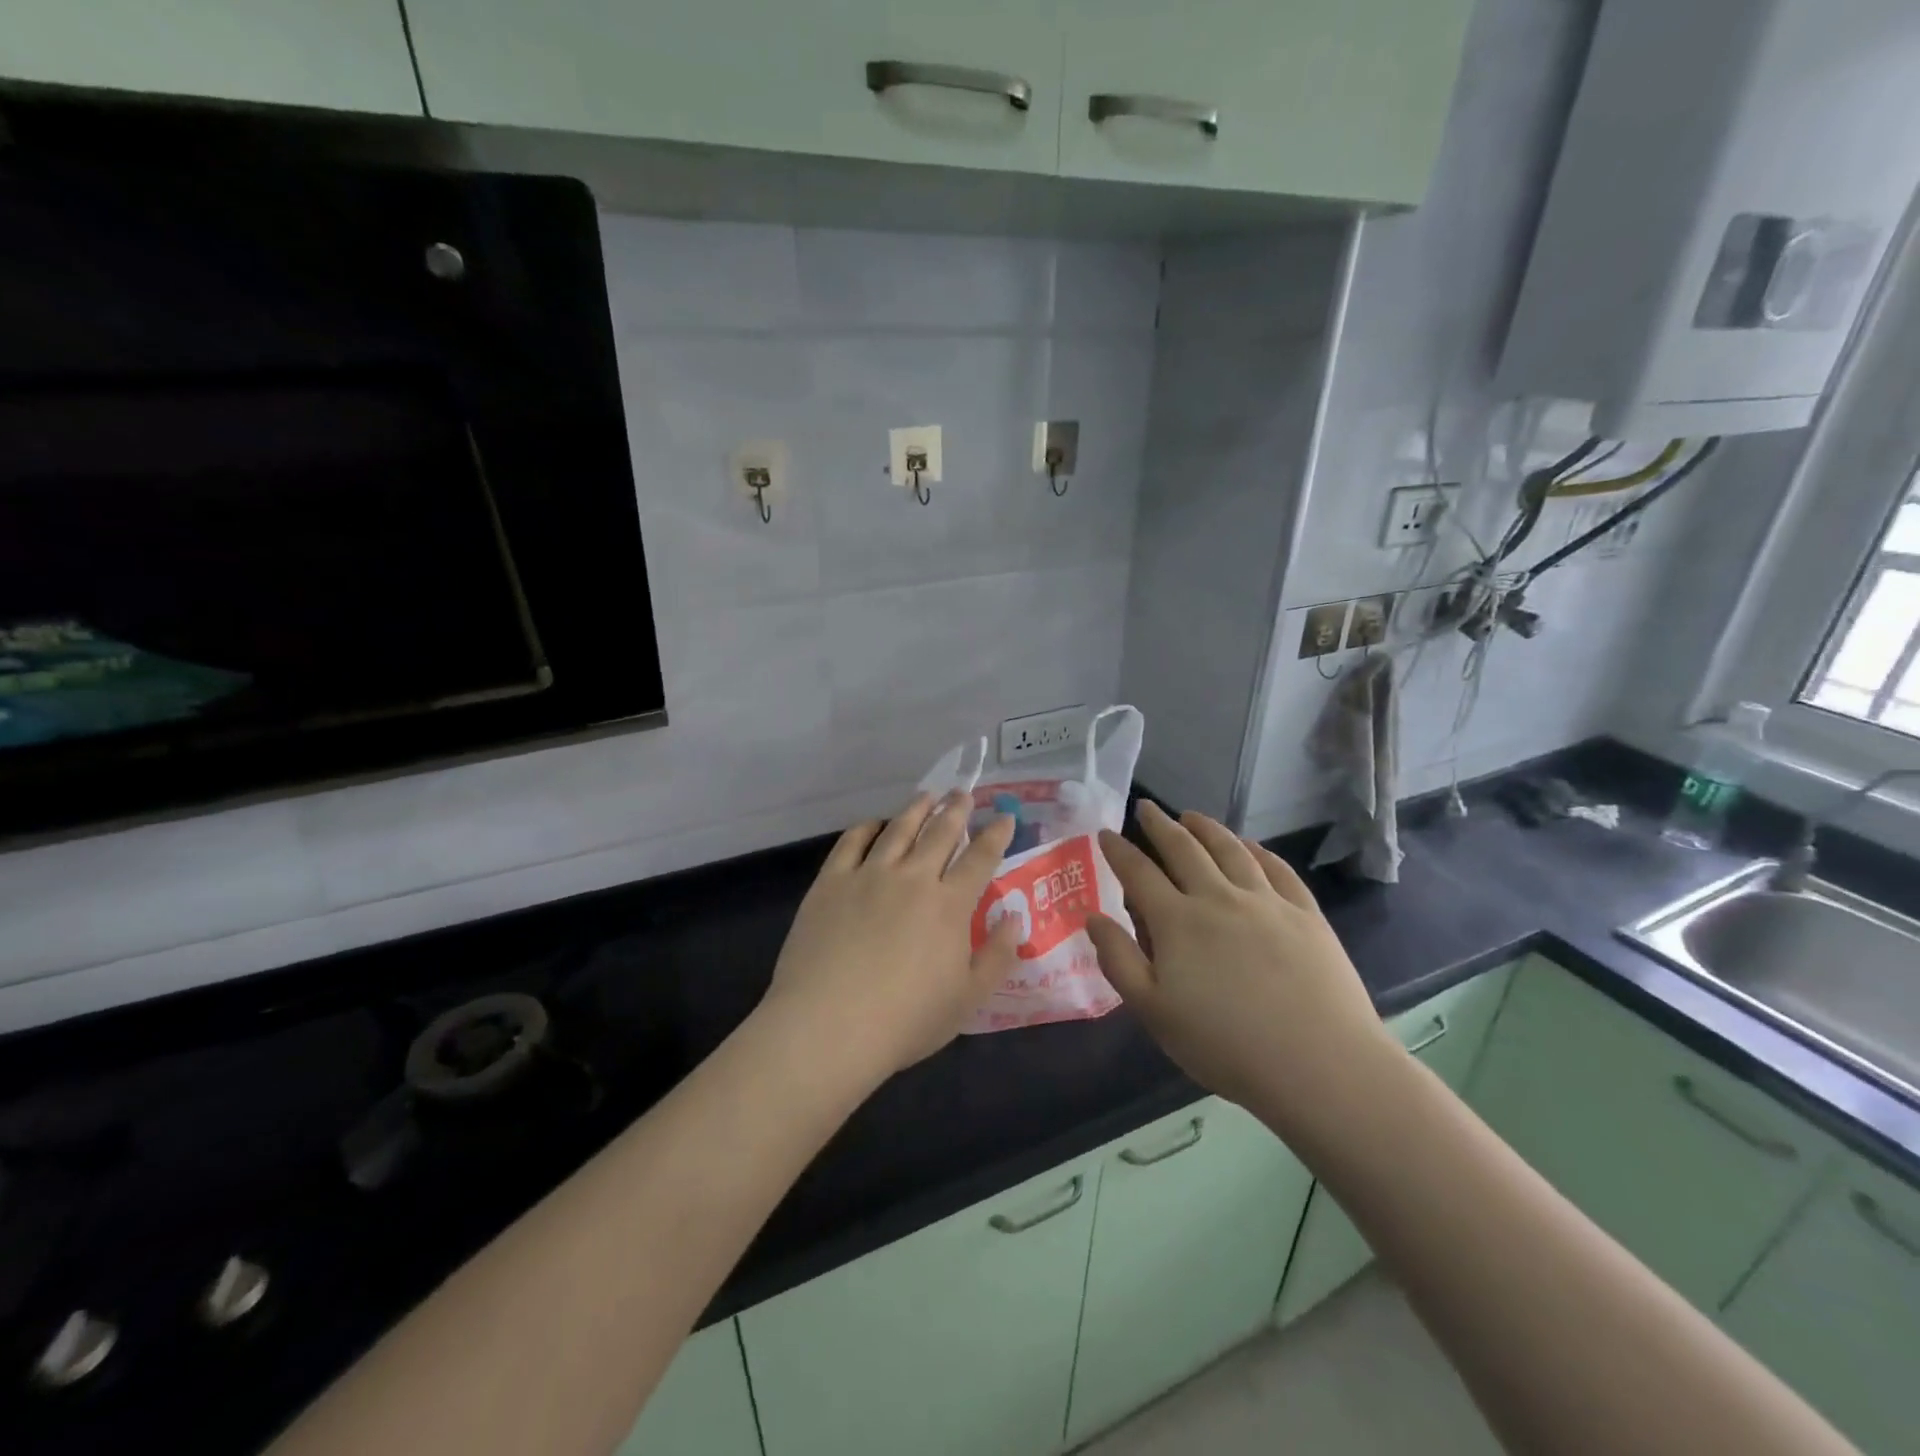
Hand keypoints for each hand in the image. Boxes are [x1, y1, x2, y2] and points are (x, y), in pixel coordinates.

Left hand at [758, 792, 1020, 1085]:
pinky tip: (874, 824)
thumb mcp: (968, 999)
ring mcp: (869, 875)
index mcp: (949, 905)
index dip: (995, 835)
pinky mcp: (831, 882)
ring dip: (916, 809)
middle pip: (939, 832)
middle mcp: (912, 878)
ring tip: (926, 796)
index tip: (1004, 818)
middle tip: (963, 793)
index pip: (980, 858)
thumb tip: (1015, 917)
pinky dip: (867, 827)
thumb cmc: (905, 1020)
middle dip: (956, 810)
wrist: (828, 1025)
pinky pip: (852, 842)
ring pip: (898, 829)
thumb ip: (997, 955)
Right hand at [1085, 801, 1396, 1141]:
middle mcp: (1218, 897)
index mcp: (1177, 921)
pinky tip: (1252, 846)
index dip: (1118, 850)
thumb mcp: (1153, 1012)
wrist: (1319, 1064)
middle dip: (1160, 825)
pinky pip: (1278, 869)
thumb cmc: (1225, 1045)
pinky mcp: (1305, 914)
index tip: (1106, 833)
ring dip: (1207, 828)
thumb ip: (1118, 960)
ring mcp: (1266, 901)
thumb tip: (1093, 917)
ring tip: (1192, 816)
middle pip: (1184, 849)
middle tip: (1147, 808)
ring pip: (1231, 850)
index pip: (1138, 873)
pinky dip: (1259, 850)